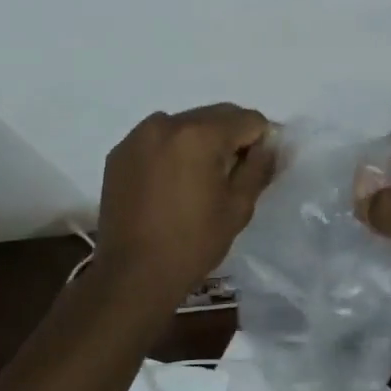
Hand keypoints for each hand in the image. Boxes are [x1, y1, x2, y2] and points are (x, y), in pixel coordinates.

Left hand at [92, 105, 276, 311]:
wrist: (132, 275)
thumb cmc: (193, 243)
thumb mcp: (238, 206)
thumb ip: (259, 167)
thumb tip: (271, 144)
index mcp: (200, 134)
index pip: (247, 119)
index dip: (261, 140)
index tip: (259, 167)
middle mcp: (166, 123)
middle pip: (215, 116)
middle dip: (230, 138)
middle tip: (232, 175)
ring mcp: (138, 136)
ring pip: (185, 125)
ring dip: (199, 141)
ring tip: (198, 180)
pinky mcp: (119, 153)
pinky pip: (157, 139)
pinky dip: (171, 151)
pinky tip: (170, 184)